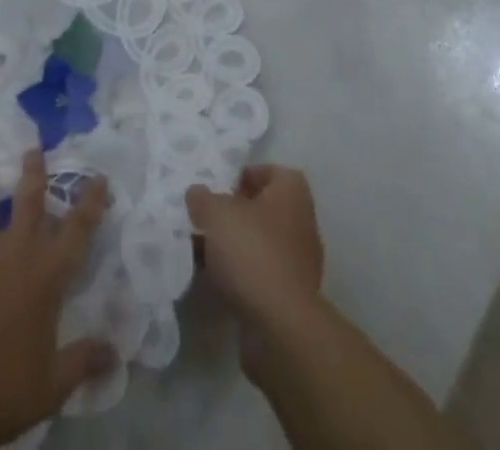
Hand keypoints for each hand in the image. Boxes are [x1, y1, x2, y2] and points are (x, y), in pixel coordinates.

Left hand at [0, 151, 113, 449]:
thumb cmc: (0, 388)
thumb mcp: (51, 386)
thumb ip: (83, 362)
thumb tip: (115, 355)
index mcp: (46, 274)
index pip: (78, 228)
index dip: (91, 201)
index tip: (99, 176)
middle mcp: (15, 251)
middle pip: (28, 200)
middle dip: (34, 171)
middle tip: (34, 147)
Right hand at [185, 165, 324, 342]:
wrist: (279, 327)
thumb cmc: (251, 252)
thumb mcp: (216, 213)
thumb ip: (203, 198)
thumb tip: (197, 194)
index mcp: (292, 192)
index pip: (269, 171)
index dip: (243, 176)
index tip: (218, 189)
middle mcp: (301, 221)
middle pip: (263, 208)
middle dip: (234, 213)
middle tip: (205, 219)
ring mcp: (298, 261)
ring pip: (259, 243)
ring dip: (234, 246)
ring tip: (202, 252)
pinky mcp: (290, 296)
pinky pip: (260, 273)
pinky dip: (241, 275)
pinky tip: (216, 281)